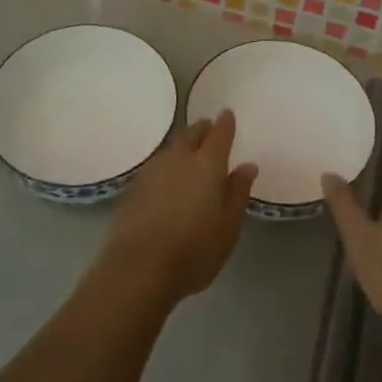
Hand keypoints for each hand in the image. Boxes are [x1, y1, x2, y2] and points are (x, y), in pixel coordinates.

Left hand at [104, 112, 257, 304]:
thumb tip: (247, 166)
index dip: (225, 123)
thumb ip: (238, 192)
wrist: (139, 267)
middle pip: (192, 134)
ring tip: (190, 151)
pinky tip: (168, 177)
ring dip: (183, 144)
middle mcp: (179, 158)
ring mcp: (153, 169)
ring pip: (172, 147)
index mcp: (208, 164)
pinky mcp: (134, 186)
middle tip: (209, 128)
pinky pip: (156, 164)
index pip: (219, 134)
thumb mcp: (228, 227)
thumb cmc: (194, 250)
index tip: (228, 114)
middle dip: (202, 128)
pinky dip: (167, 164)